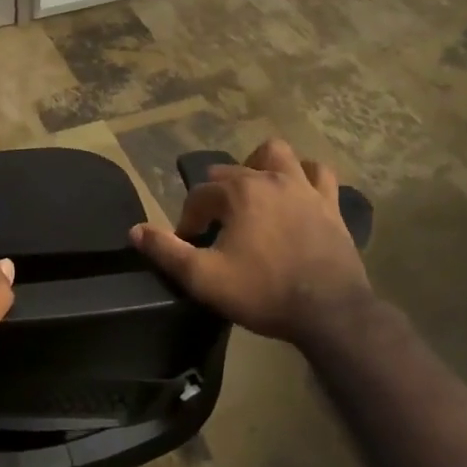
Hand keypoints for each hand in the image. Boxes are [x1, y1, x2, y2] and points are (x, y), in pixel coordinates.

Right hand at [129, 136, 369, 349]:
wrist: (329, 312)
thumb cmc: (263, 293)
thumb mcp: (204, 278)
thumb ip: (166, 251)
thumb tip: (135, 231)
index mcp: (238, 192)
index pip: (200, 194)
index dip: (189, 218)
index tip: (190, 244)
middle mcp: (270, 179)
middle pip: (232, 171)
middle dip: (217, 194)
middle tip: (216, 227)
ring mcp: (304, 188)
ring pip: (277, 154)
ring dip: (260, 165)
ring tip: (253, 190)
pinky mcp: (330, 204)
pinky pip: (319, 174)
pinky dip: (305, 175)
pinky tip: (298, 191)